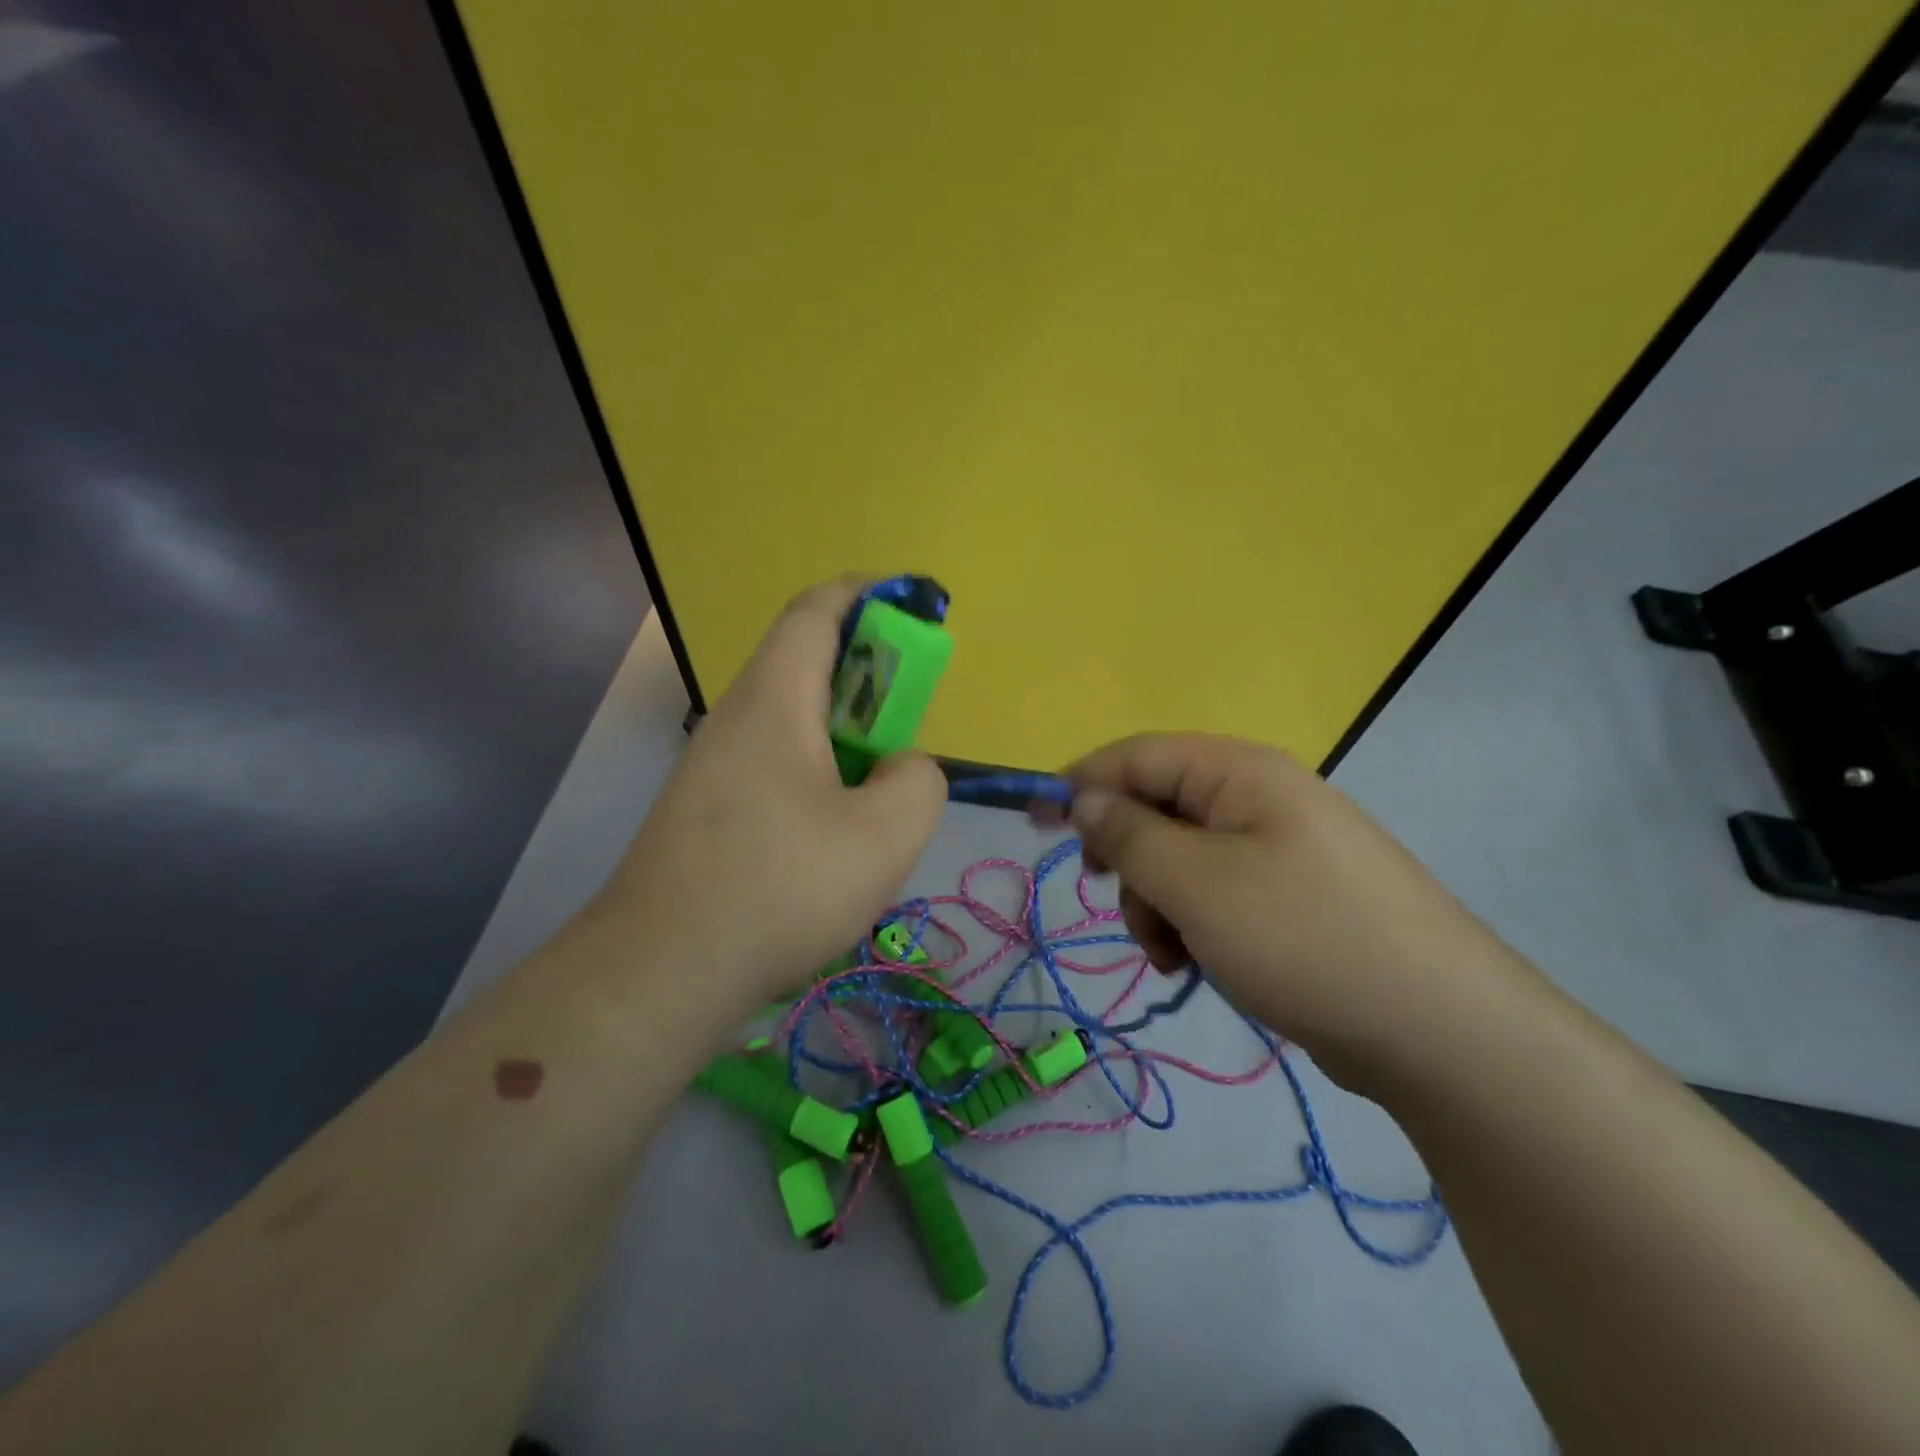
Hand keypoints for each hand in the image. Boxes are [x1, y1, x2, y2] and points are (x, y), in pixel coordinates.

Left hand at [597, 577, 946, 1011]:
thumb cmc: (779, 887)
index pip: (816, 611)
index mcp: (775, 699)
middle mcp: (737, 718)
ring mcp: (713, 767)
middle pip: (805, 663)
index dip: (866, 594)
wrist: (661, 970)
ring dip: (843, 734)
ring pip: (791, 721)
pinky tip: (835, 834)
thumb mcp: (884, 835)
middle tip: (909, 720)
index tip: (912, 607)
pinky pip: (774, 765)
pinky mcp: (706, 811)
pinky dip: (817, 772)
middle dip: (867, 674)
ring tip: (880, 789)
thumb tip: (902, 768)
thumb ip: (918, 781)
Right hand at [1067, 733, 1534, 1089]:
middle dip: (1128, 860)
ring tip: (1173, 954)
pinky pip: (1213, 894)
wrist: (1440, 1031)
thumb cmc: (1303, 937)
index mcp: (1238, 773)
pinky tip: (1200, 965)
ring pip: (1180, 860)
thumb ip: (1128, 835)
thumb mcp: (1196, 883)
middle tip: (1113, 900)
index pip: (1136, 755)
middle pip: (1156, 809)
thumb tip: (1083, 800)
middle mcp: (1257, 799)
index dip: (1079, 782)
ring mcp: (1277, 850)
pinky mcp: (1288, 898)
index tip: (1034, 822)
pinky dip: (1192, 925)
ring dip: (1158, 904)